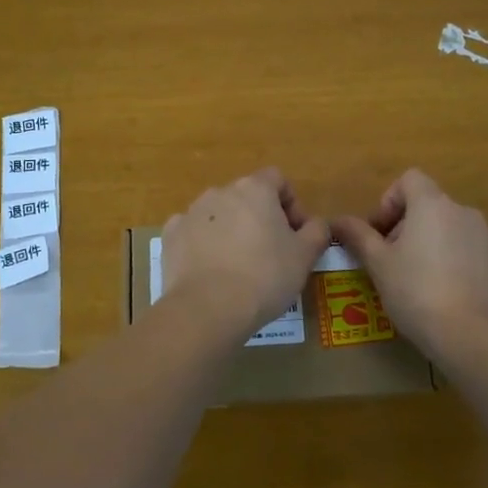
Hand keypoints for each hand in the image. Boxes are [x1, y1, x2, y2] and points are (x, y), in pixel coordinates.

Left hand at [162, 169, 331, 334]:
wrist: (208, 308)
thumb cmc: (265, 277)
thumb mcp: (305, 256)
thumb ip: (317, 232)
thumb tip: (317, 224)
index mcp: (254, 189)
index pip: (278, 179)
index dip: (292, 204)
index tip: (297, 234)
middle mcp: (220, 192)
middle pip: (247, 197)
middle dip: (261, 219)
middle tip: (271, 253)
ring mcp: (191, 212)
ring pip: (219, 215)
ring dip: (231, 231)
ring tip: (239, 266)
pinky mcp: (171, 236)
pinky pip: (193, 233)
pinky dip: (203, 245)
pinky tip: (211, 271)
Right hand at [332, 169, 487, 348]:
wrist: (472, 335)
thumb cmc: (416, 291)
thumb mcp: (378, 264)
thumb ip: (358, 236)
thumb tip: (337, 220)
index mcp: (432, 205)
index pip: (410, 179)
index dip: (390, 200)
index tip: (380, 232)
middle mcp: (463, 212)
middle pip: (429, 205)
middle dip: (407, 226)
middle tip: (391, 260)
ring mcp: (486, 237)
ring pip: (450, 229)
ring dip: (431, 243)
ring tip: (418, 280)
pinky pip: (469, 250)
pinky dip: (454, 261)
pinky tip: (445, 293)